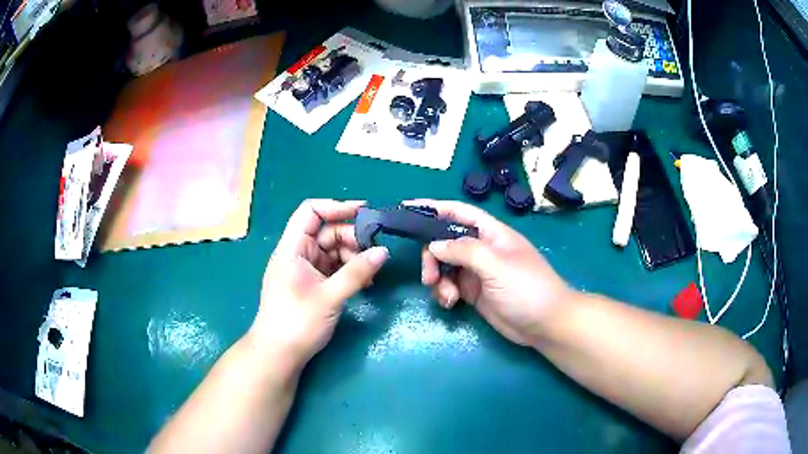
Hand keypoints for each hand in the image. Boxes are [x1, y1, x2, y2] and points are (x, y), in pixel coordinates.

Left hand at [249, 199, 387, 369]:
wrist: (278, 354)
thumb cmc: (297, 322)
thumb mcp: (330, 297)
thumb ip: (357, 273)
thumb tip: (384, 251)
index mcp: (292, 248)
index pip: (310, 212)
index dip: (336, 207)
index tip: (365, 213)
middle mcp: (297, 253)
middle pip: (326, 231)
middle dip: (351, 237)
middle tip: (375, 250)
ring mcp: (304, 269)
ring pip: (332, 250)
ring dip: (353, 256)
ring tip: (371, 270)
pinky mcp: (312, 284)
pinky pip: (333, 268)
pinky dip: (349, 270)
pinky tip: (365, 282)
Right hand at [415, 200, 572, 346]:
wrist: (545, 324)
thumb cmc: (526, 288)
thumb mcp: (496, 265)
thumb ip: (464, 251)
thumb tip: (433, 245)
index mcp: (491, 233)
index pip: (458, 212)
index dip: (434, 208)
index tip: (406, 207)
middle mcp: (482, 249)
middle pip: (445, 242)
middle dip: (432, 256)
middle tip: (429, 276)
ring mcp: (477, 272)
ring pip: (445, 266)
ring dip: (438, 278)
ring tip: (445, 296)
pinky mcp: (474, 292)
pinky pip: (450, 285)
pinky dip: (444, 293)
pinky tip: (450, 303)